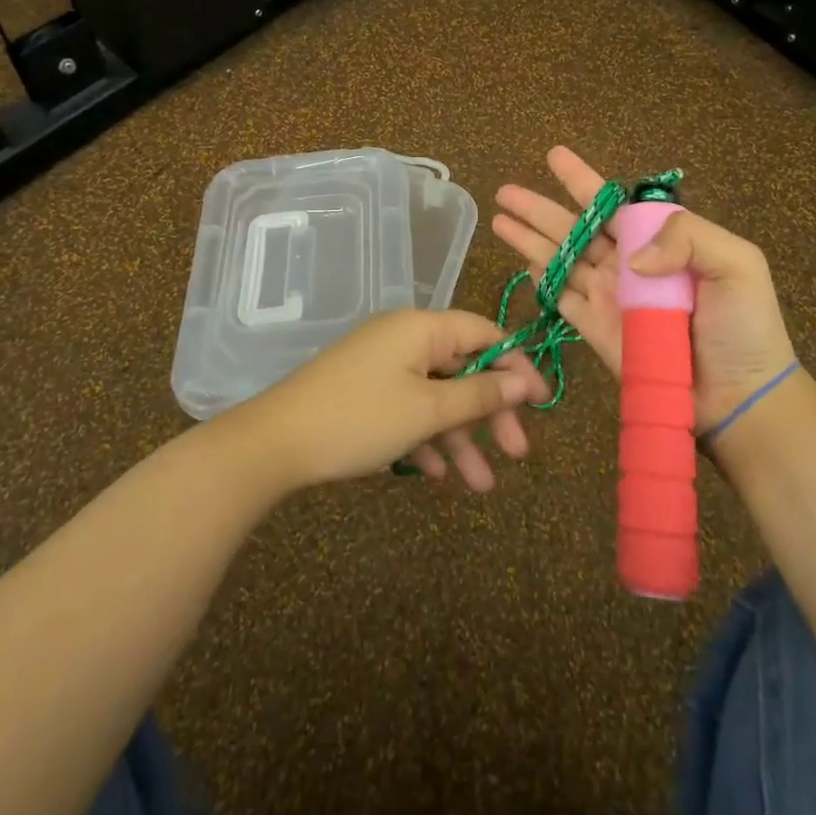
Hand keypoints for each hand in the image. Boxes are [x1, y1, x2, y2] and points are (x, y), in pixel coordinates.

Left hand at [228, 309, 544, 492]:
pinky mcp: (365, 393)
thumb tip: (524, 380)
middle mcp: (405, 339)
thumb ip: (479, 394)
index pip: (485, 334)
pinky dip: (427, 437)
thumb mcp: (428, 410)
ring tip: (481, 486)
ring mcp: (383, 367)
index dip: (517, 366)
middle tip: (517, 453)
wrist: (274, 444)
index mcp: (422, 328)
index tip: (541, 404)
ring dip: (461, 437)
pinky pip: (409, 409)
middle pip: (463, 368)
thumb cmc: (360, 419)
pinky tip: (437, 474)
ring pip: (437, 397)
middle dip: (491, 412)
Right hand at [492, 146, 795, 431]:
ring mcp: (610, 297)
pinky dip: (542, 278)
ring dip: (530, 238)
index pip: (612, 204)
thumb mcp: (737, 264)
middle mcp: (629, 264)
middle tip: (506, 190)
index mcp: (660, 241)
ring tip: (499, 218)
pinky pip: (562, 298)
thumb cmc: (744, 327)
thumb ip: (687, 237)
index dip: (582, 180)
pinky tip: (522, 260)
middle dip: (540, 208)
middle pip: (575, 228)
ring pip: (560, 259)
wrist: (740, 397)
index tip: (554, 156)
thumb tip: (629, 257)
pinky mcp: (597, 330)